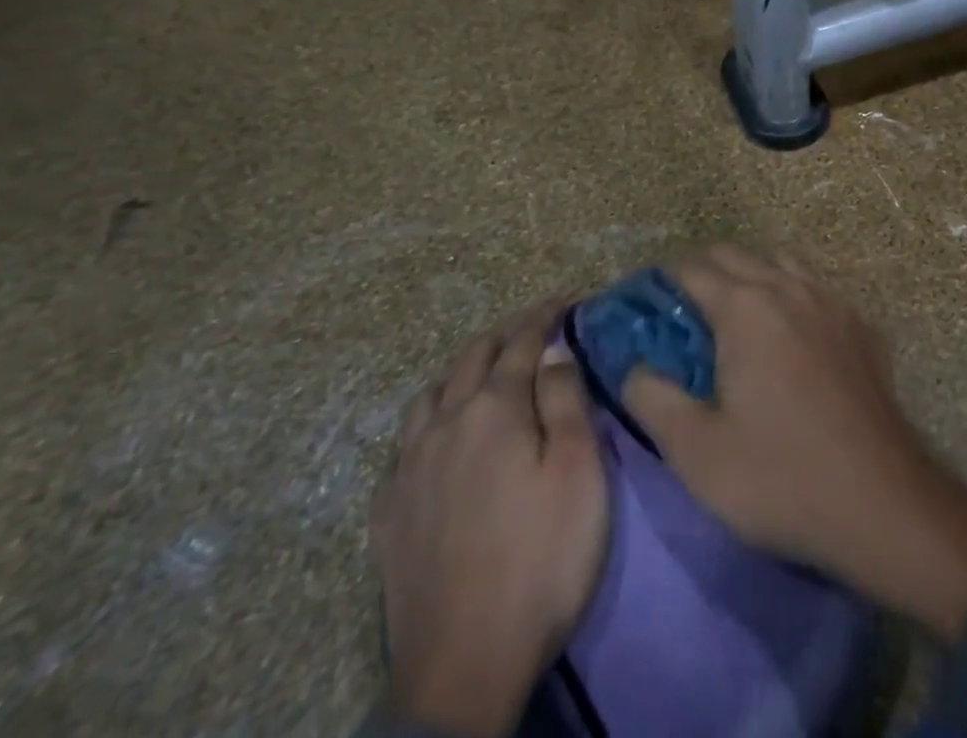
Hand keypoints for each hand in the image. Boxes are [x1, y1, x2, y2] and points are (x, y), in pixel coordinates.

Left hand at [370, 301, 608, 736]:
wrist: (463, 667)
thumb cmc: (541, 559)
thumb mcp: (577, 472)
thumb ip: (565, 400)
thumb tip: (554, 349)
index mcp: (492, 409)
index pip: (521, 342)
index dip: (545, 315)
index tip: (566, 298)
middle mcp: (443, 424)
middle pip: (472, 358)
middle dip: (505, 333)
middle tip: (532, 327)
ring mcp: (408, 468)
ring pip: (430, 394)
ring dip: (462, 370)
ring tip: (485, 373)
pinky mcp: (388, 511)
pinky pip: (405, 442)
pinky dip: (431, 419)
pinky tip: (440, 438)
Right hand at [623, 249, 966, 642]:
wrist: (883, 503)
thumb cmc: (780, 478)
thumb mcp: (696, 452)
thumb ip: (652, 398)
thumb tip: (633, 367)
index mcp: (745, 307)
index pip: (692, 269)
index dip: (663, 281)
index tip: (647, 306)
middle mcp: (788, 287)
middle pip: (735, 256)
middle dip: (703, 274)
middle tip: (683, 318)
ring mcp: (832, 302)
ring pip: (780, 264)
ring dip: (751, 279)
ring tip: (737, 323)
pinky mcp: (861, 326)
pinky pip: (816, 290)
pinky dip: (791, 297)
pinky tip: (792, 339)